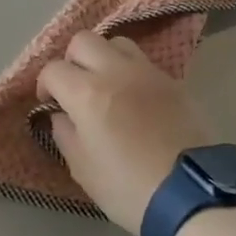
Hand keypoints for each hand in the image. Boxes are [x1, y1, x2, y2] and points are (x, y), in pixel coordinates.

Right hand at [36, 32, 213, 234]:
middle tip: (74, 88)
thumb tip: (60, 114)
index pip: (53, 69)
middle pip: (83, 41)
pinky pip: (144, 63)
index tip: (49, 104)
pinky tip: (133, 98)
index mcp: (87, 93)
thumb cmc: (127, 187)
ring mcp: (148, 73)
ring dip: (104, 58)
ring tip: (106, 85)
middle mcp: (116, 71)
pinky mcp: (173, 82)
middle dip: (72, 61)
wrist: (191, 195)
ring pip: (117, 43)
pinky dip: (130, 71)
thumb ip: (64, 133)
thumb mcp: (82, 168)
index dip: (44, 85)